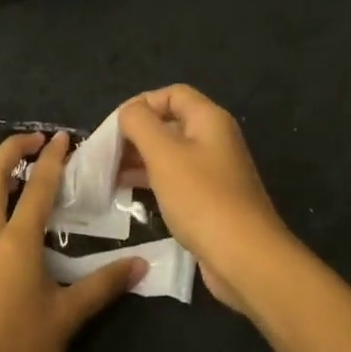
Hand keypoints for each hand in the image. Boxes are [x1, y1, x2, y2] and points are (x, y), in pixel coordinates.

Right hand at [118, 85, 297, 314]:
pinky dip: (152, 180)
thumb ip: (140, 124)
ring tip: (108, 175)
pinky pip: (176, 179)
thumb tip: (129, 112)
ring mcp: (214, 171)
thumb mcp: (164, 154)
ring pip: (171, 153)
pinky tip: (128, 193)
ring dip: (140, 159)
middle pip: (170, 122)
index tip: (114, 127)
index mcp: (209, 120)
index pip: (172, 94)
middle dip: (136, 134)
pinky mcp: (210, 199)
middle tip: (105, 154)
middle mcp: (215, 139)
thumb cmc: (202, 199)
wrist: (245, 258)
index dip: (141, 104)